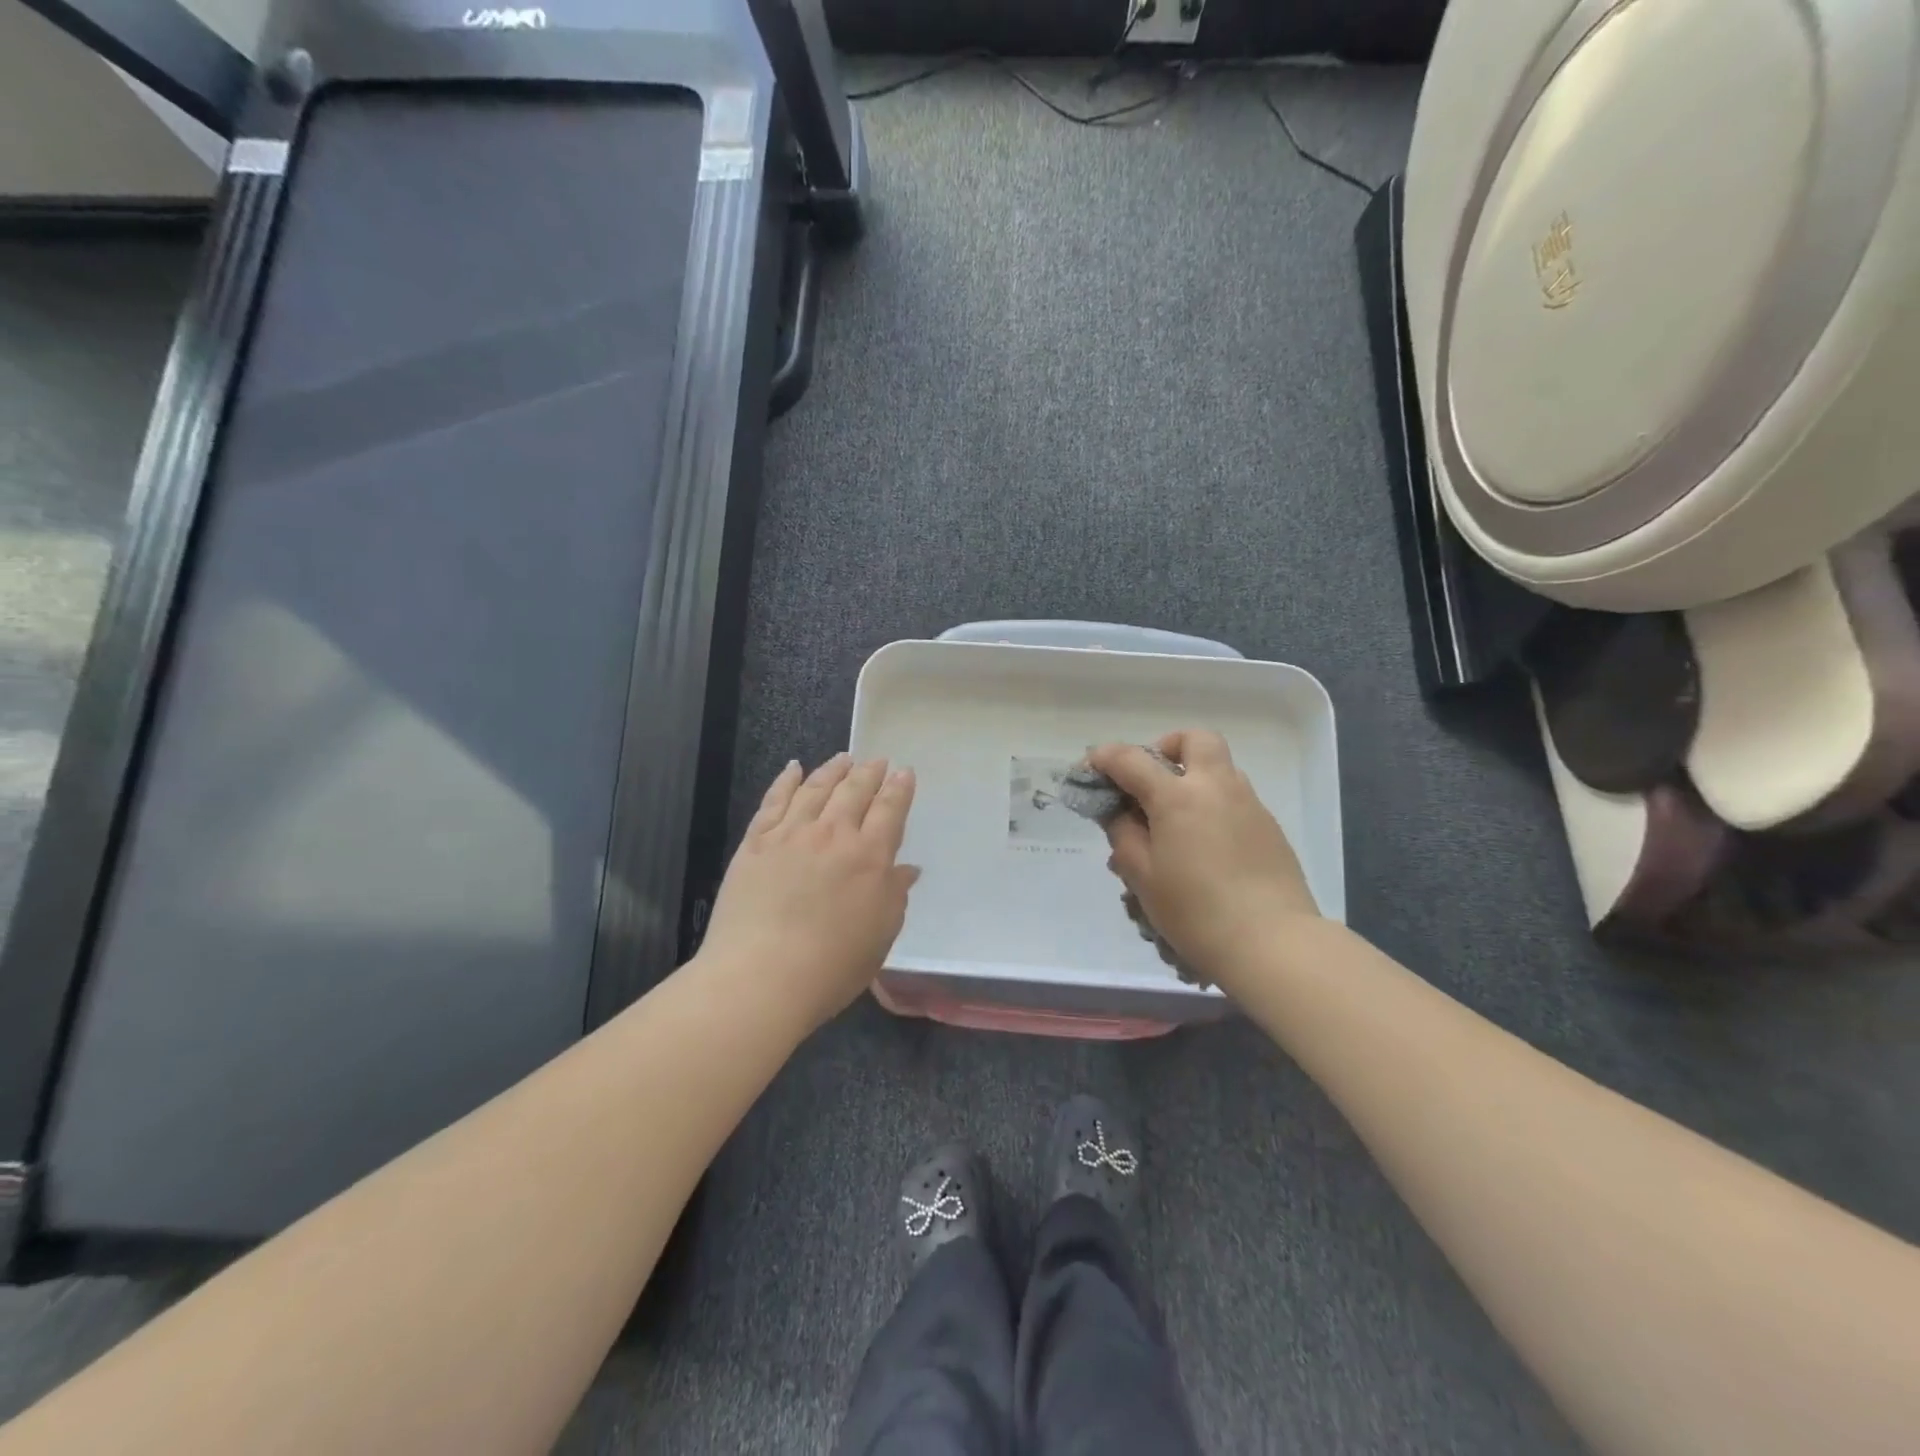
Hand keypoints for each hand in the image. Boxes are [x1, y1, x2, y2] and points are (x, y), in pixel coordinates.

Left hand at [696, 754, 920, 1027]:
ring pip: (816, 788)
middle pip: (854, 790)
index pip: (890, 810)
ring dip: (833, 770)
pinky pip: (774, 801)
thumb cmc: (832, 966)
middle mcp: (833, 834)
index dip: (899, 789)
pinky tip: (794, 769)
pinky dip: (786, 780)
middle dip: (869, 772)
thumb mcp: (880, 935)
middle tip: (877, 761)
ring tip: (843, 758)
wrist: (761, 977)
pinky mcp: (756, 843)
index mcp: (870, 856)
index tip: (904, 772)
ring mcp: (790, 834)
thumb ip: (895, 896)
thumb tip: (906, 869)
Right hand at [1091, 731, 1317, 987]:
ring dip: (1193, 777)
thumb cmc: (1195, 911)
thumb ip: (1123, 835)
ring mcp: (1249, 804)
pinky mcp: (1269, 828)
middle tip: (1151, 780)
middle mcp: (1216, 787)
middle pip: (1195, 740)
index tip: (1090, 768)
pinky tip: (1205, 847)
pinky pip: (1236, 798)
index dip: (1104, 758)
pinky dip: (1213, 805)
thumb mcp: (1143, 876)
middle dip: (1167, 748)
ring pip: (1219, 768)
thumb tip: (1118, 812)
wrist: (1273, 943)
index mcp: (1178, 796)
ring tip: (1174, 821)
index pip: (1131, 760)